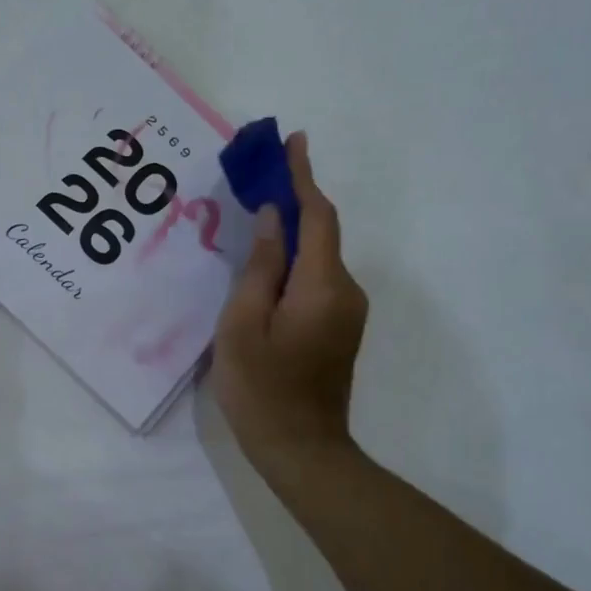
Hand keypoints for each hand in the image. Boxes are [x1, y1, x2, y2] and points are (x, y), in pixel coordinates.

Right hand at [212, 132, 367, 480]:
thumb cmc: (261, 388)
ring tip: (256, 215)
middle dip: (296, 199)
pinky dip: (295, 260)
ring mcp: (347, 311)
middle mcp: (345, 290)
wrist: (301, 450)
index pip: (317, 216)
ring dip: (293, 231)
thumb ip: (261, 266)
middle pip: (321, 232)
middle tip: (261, 176)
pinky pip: (317, 278)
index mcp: (322, 286)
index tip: (294, 140)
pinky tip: (268, 263)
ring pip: (319, 256)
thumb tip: (274, 217)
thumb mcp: (244, 323)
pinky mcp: (339, 326)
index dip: (304, 176)